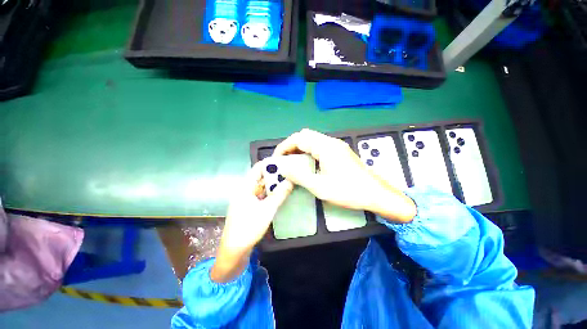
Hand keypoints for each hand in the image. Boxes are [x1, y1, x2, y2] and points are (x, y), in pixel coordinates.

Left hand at [211, 161, 292, 282]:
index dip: (269, 163)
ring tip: (288, 180)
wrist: (233, 251)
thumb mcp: (267, 210)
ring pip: (261, 187)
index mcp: (245, 187)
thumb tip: (291, 181)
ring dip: (273, 184)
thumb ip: (279, 195)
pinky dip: (270, 193)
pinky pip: (261, 196)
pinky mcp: (250, 207)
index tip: (284, 161)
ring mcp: (247, 199)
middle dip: (274, 174)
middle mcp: (245, 190)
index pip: (257, 168)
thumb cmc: (248, 228)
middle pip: (260, 177)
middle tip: (289, 171)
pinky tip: (280, 193)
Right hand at [274, 129, 415, 222]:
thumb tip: (283, 168)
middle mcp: (331, 142)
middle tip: (285, 160)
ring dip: (301, 148)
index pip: (299, 138)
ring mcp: (337, 146)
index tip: (277, 158)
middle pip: (305, 135)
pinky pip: (320, 145)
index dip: (284, 146)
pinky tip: (308, 163)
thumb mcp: (320, 187)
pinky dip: (309, 151)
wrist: (376, 194)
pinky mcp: (340, 151)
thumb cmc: (348, 191)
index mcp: (325, 147)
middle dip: (292, 145)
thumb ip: (299, 176)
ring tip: (293, 162)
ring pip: (313, 139)